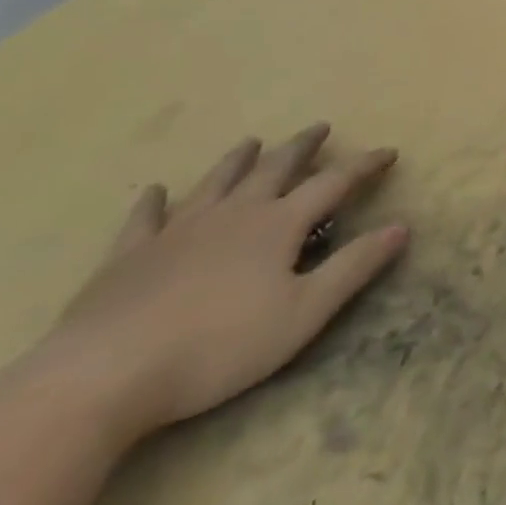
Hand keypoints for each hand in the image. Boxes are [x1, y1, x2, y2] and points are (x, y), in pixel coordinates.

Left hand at [35, 124, 407, 445]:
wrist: (102, 376)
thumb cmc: (216, 347)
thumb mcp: (303, 313)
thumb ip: (354, 267)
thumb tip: (402, 225)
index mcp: (278, 225)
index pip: (334, 183)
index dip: (364, 165)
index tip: (389, 152)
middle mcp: (234, 213)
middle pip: (275, 168)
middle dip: (302, 147)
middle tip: (319, 128)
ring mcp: (178, 230)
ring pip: (217, 182)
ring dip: (239, 159)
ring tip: (252, 141)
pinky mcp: (128, 256)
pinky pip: (146, 218)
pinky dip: (154, 202)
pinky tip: (156, 191)